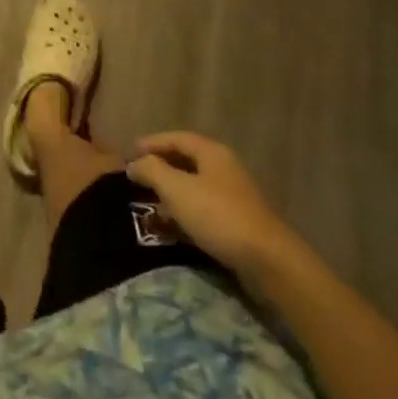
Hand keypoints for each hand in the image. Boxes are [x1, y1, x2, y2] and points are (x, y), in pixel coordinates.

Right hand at [127, 132, 298, 276]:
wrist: (268, 260)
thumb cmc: (218, 215)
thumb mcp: (177, 189)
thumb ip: (152, 171)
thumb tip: (134, 163)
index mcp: (212, 152)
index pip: (176, 138)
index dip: (151, 143)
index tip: (129, 152)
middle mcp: (224, 168)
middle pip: (186, 161)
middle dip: (160, 167)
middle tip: (137, 176)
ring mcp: (233, 196)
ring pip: (194, 187)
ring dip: (171, 192)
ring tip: (148, 202)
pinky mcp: (237, 223)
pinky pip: (203, 209)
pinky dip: (184, 213)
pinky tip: (171, 227)